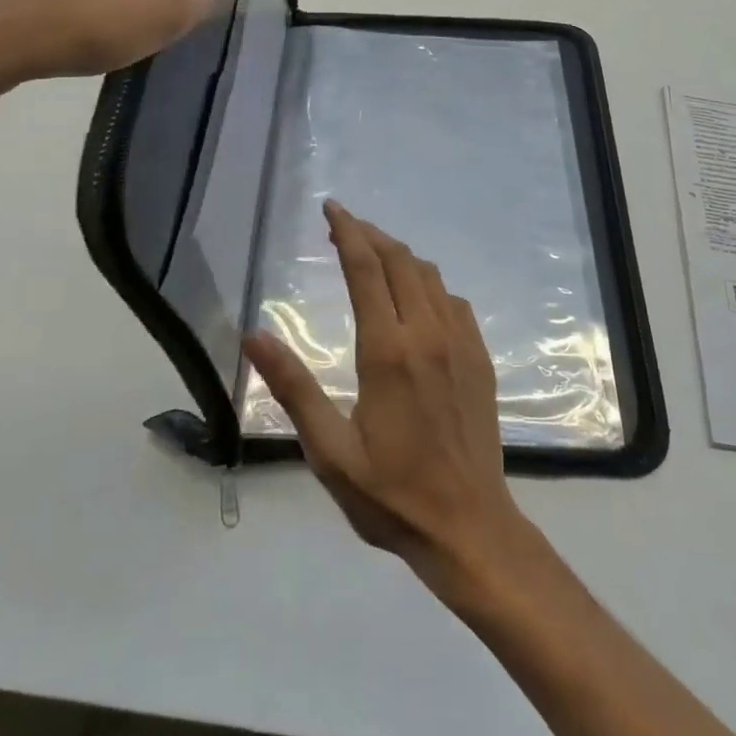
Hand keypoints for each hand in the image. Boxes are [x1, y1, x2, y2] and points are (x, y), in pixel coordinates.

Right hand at [245, 201, 540, 606]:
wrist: (469, 526)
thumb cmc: (391, 493)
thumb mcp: (329, 449)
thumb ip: (293, 387)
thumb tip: (254, 335)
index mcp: (388, 350)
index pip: (366, 268)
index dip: (347, 231)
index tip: (330, 208)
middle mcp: (428, 332)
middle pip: (400, 260)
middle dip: (369, 235)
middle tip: (342, 229)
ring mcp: (461, 342)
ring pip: (429, 275)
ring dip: (399, 256)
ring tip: (371, 257)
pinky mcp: (480, 357)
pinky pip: (453, 301)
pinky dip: (428, 285)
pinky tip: (415, 301)